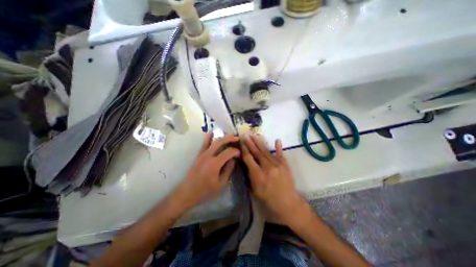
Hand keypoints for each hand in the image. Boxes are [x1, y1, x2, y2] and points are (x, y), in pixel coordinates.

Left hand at [171, 134, 239, 209]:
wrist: (187, 192)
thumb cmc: (205, 191)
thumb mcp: (221, 184)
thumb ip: (228, 170)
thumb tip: (233, 160)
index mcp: (215, 164)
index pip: (228, 152)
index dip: (236, 151)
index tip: (240, 154)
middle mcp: (208, 156)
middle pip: (220, 142)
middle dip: (230, 138)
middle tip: (237, 138)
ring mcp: (202, 154)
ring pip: (213, 141)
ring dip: (222, 137)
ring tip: (229, 135)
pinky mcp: (198, 155)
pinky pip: (204, 144)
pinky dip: (208, 138)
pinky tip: (211, 133)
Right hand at [242, 137, 304, 226]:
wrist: (287, 203)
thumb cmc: (268, 198)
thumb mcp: (254, 190)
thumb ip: (250, 175)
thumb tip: (247, 163)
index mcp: (258, 175)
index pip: (249, 158)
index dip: (244, 149)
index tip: (241, 142)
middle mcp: (267, 167)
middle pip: (256, 152)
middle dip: (250, 143)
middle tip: (246, 135)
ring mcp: (277, 165)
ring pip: (266, 151)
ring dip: (260, 143)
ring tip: (255, 136)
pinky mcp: (285, 165)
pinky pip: (280, 154)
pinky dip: (278, 147)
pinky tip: (277, 140)